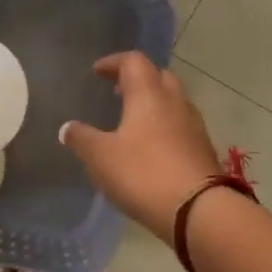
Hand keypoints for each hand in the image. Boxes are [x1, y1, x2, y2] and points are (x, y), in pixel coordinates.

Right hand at [59, 52, 221, 236]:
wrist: (198, 209)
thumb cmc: (143, 174)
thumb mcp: (101, 158)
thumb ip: (82, 139)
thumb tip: (68, 128)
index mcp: (149, 95)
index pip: (134, 61)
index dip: (114, 62)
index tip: (98, 72)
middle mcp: (175, 102)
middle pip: (159, 76)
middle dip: (138, 79)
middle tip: (118, 91)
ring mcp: (194, 125)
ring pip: (174, 101)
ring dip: (154, 102)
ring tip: (133, 119)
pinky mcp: (203, 149)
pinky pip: (182, 125)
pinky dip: (165, 125)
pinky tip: (152, 146)